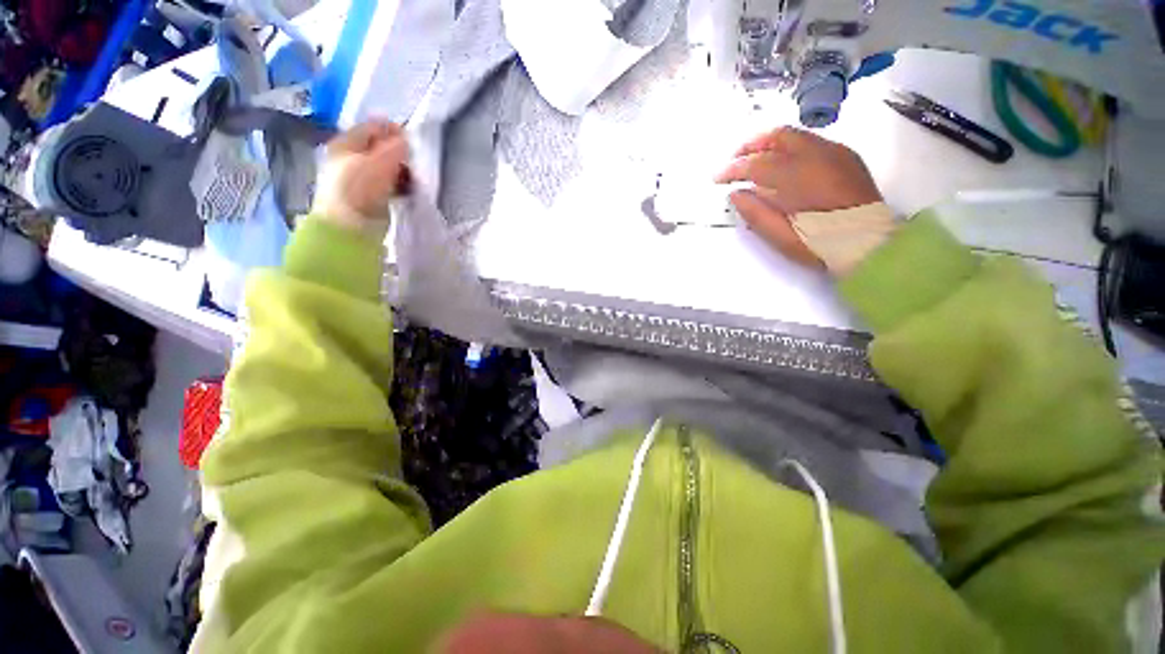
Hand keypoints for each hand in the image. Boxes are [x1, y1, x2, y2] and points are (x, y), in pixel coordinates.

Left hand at [313, 119, 409, 236]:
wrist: (349, 226)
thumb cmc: (361, 189)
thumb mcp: (380, 162)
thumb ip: (395, 147)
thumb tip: (406, 140)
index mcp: (345, 142)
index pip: (373, 126)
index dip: (394, 131)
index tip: (413, 144)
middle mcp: (348, 156)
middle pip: (379, 148)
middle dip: (399, 154)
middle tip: (413, 164)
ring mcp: (355, 178)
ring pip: (384, 167)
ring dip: (400, 171)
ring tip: (412, 181)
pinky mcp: (365, 197)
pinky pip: (386, 184)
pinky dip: (397, 185)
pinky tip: (405, 192)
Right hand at [716, 128, 886, 271]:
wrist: (872, 244)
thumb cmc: (823, 245)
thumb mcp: (783, 238)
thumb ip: (756, 214)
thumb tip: (736, 194)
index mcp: (801, 178)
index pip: (758, 164)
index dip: (733, 169)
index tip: (717, 178)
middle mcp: (819, 156)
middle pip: (777, 137)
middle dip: (750, 145)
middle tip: (734, 161)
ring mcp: (836, 153)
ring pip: (795, 135)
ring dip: (769, 143)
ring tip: (753, 159)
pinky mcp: (845, 156)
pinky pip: (811, 141)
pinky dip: (789, 147)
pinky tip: (783, 163)